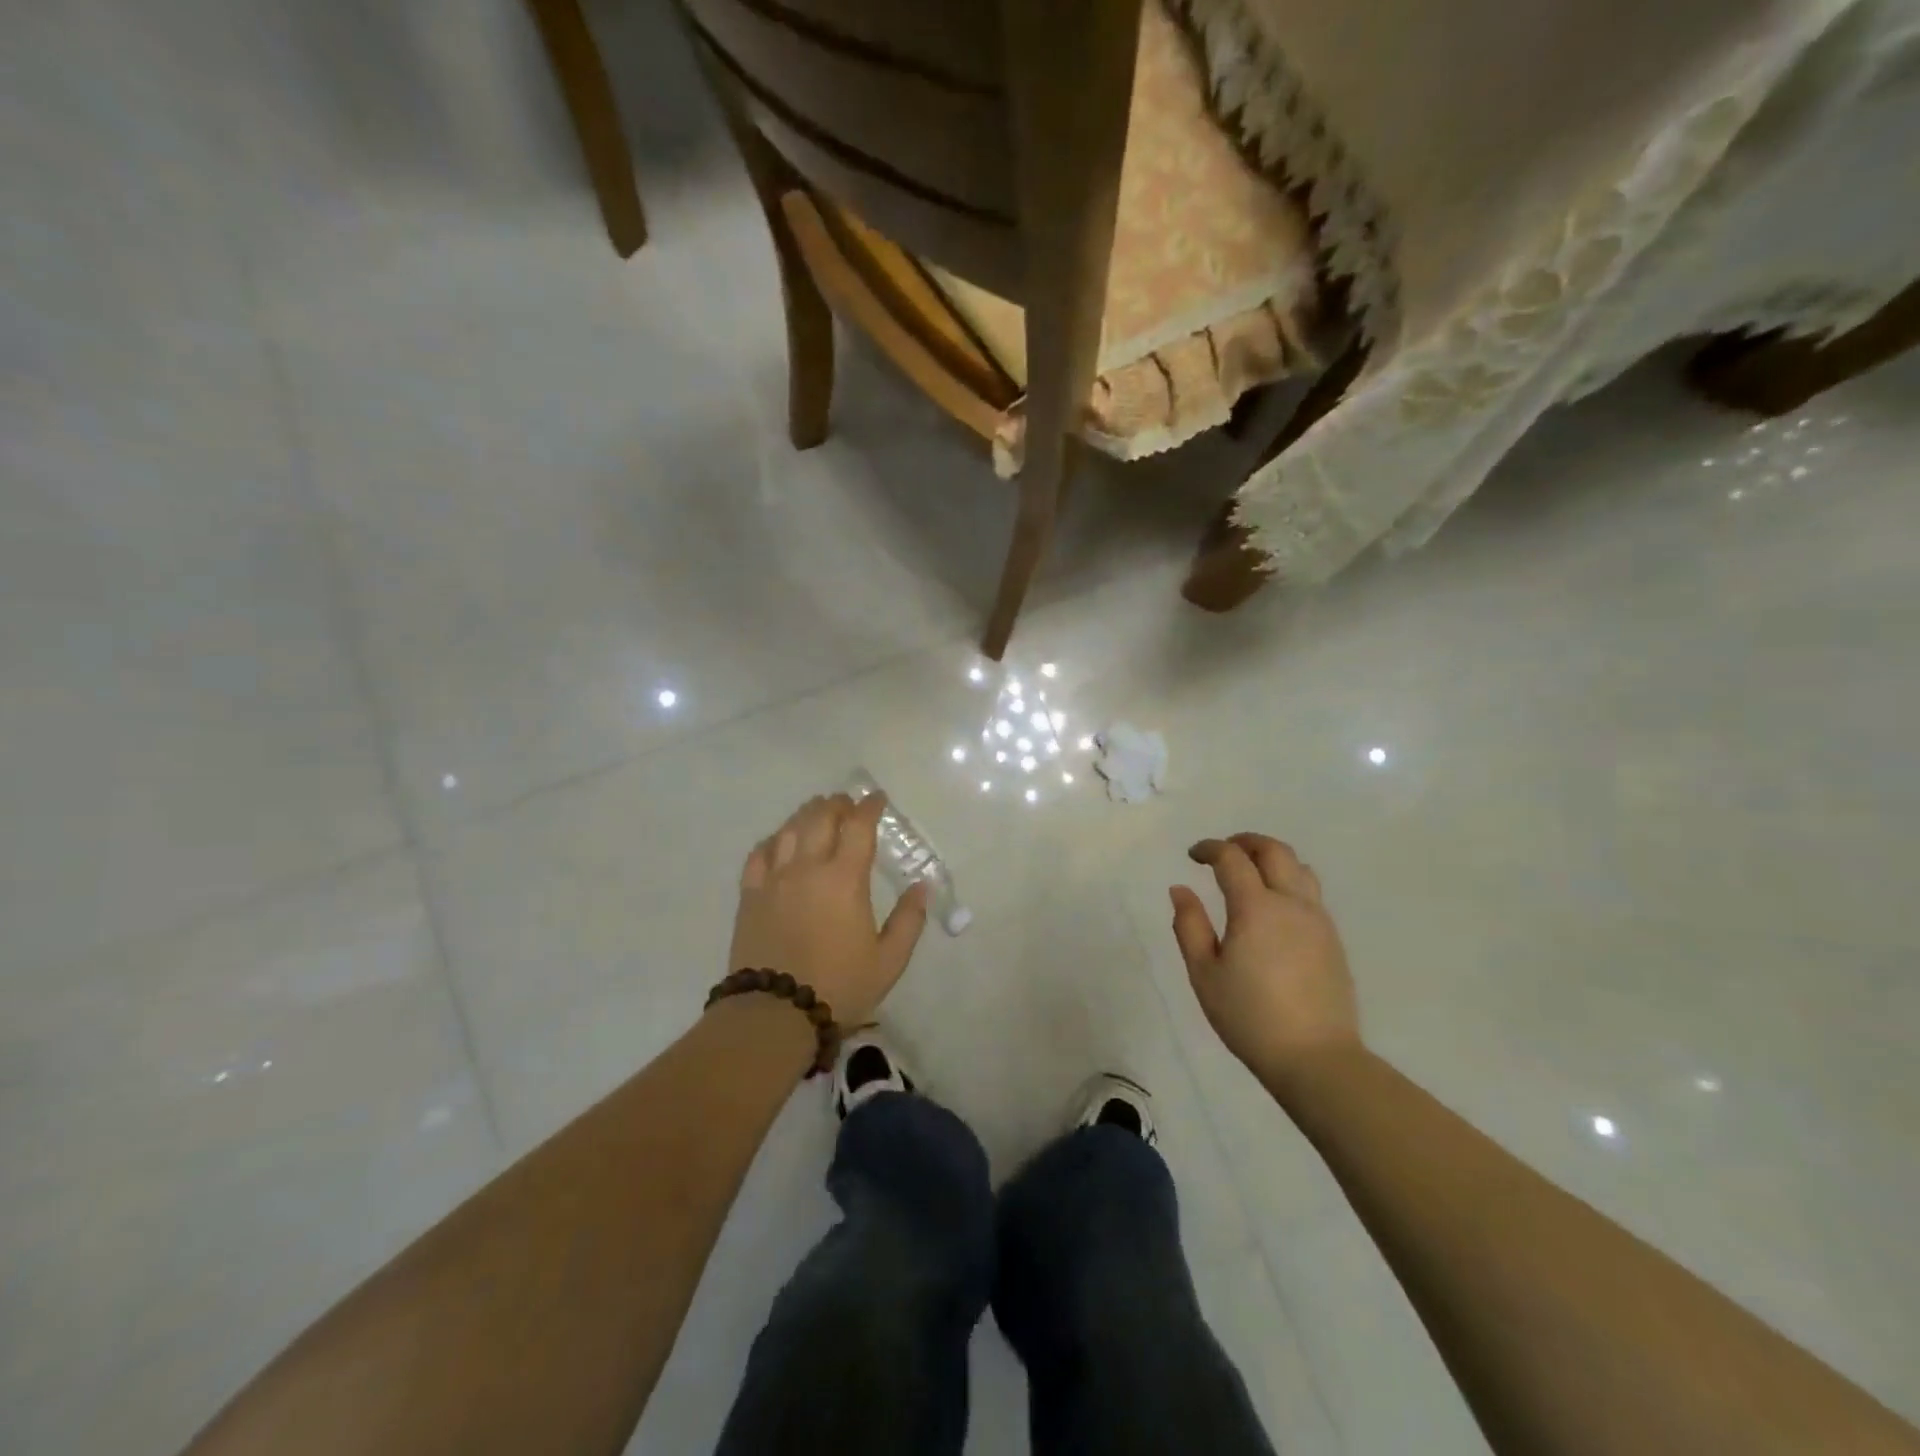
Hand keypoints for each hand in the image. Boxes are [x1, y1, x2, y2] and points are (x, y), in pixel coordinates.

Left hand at [729, 793, 929, 1027]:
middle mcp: (808, 868)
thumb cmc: (839, 986)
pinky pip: (759, 854)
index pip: (858, 827)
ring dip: (806, 814)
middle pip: (820, 818)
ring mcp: (774, 880)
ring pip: (788, 830)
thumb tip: (922, 886)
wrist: (774, 1014)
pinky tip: (779, 841)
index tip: (877, 799)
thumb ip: (909, 920)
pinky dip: (773, 840)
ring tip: (816, 811)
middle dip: (836, 804)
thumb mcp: (888, 961)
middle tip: (846, 803)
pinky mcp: (750, 896)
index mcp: (845, 879)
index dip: (869, 807)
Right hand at [1170, 833, 1360, 1081]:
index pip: (1232, 858)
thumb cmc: (1250, 1017)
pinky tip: (1273, 906)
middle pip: (1274, 851)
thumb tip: (1180, 889)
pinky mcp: (1333, 939)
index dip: (1210, 848)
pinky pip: (1311, 892)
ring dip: (1271, 858)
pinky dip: (1289, 881)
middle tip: (1222, 852)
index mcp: (1256, 908)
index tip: (1192, 855)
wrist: (1316, 1058)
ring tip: (1250, 872)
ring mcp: (1318, 920)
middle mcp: (1291, 903)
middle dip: (1244, 842)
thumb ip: (1189, 926)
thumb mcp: (1204, 974)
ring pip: (1299, 867)